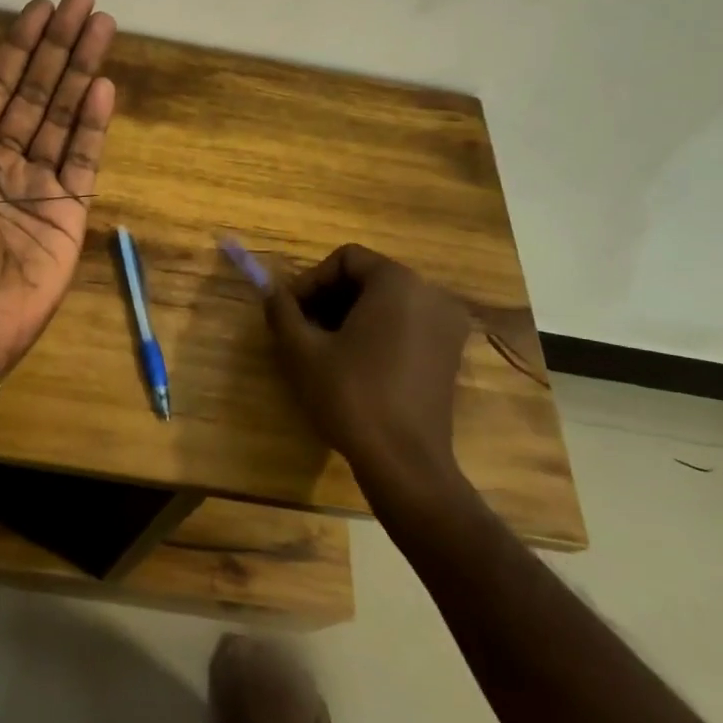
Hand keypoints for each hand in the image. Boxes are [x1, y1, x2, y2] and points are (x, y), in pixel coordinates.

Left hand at [0, 0, 116, 371]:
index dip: (17, 47)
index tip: (41, 9)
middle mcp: (0, 159)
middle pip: (35, 90)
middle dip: (59, 45)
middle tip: (84, 1)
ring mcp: (37, 183)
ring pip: (63, 115)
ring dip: (82, 71)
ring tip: (103, 27)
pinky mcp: (67, 209)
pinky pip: (83, 157)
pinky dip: (93, 122)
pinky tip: (104, 85)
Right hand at [265, 245, 474, 503]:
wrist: (405, 462)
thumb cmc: (351, 396)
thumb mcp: (302, 351)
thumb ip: (282, 311)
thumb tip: (271, 292)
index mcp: (398, 283)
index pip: (346, 259)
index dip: (311, 280)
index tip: (291, 312)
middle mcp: (431, 294)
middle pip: (368, 277)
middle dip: (329, 298)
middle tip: (302, 330)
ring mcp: (447, 325)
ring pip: (387, 302)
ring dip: (350, 316)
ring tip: (324, 349)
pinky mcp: (450, 354)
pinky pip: (406, 324)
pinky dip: (377, 332)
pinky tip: (355, 364)